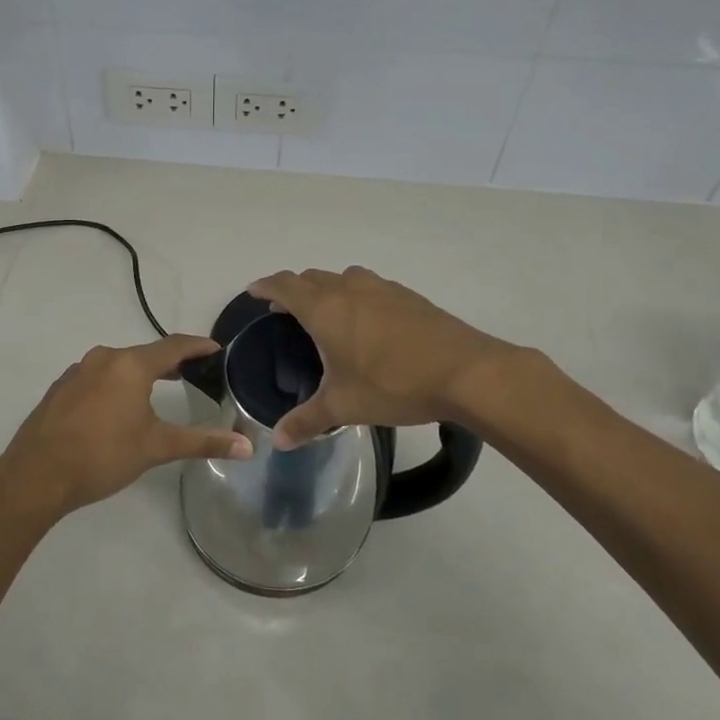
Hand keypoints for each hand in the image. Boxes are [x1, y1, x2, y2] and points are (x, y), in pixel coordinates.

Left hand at [0, 334, 253, 518]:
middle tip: (193, 373)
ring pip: (119, 364)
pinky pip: (98, 376)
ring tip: (160, 388)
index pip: (173, 346)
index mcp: (130, 364)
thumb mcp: (157, 447)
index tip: (216, 349)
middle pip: (145, 353)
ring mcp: (77, 371)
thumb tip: (247, 447)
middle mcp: (103, 358)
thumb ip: (203, 442)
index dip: (197, 346)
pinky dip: (116, 383)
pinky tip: (118, 407)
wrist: (36, 475)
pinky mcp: (61, 388)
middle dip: (170, 362)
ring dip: (141, 373)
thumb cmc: (102, 456)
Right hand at [248, 267, 518, 448]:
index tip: (254, 291)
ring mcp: (382, 288)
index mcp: (325, 309)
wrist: (465, 371)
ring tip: (326, 313)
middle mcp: (349, 289)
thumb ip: (307, 421)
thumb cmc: (393, 384)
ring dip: (327, 288)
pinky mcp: (409, 296)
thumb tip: (278, 441)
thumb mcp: (344, 406)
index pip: (285, 285)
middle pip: (312, 277)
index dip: (266, 286)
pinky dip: (356, 296)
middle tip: (284, 310)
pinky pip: (370, 287)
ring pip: (343, 277)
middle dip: (293, 289)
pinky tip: (367, 323)